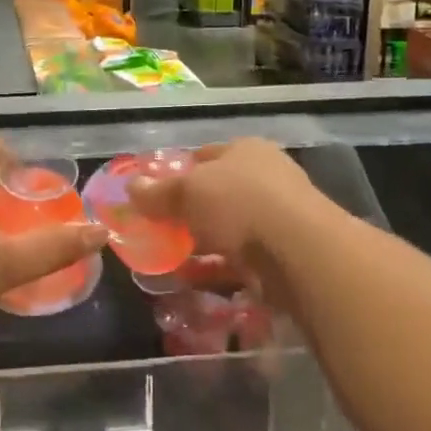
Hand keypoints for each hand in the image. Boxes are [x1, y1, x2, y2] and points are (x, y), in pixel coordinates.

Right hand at [130, 139, 324, 305]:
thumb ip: (157, 192)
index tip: (154, 195)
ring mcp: (279, 216)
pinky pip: (241, 259)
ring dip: (202, 243)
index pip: (204, 156)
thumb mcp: (187, 192)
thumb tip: (131, 187)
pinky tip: (193, 280)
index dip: (177, 173)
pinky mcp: (285, 253)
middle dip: (189, 212)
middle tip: (160, 230)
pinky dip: (218, 268)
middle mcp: (266, 177)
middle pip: (217, 193)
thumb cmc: (239, 204)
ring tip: (171, 259)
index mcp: (246, 150)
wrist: (299, 251)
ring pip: (229, 228)